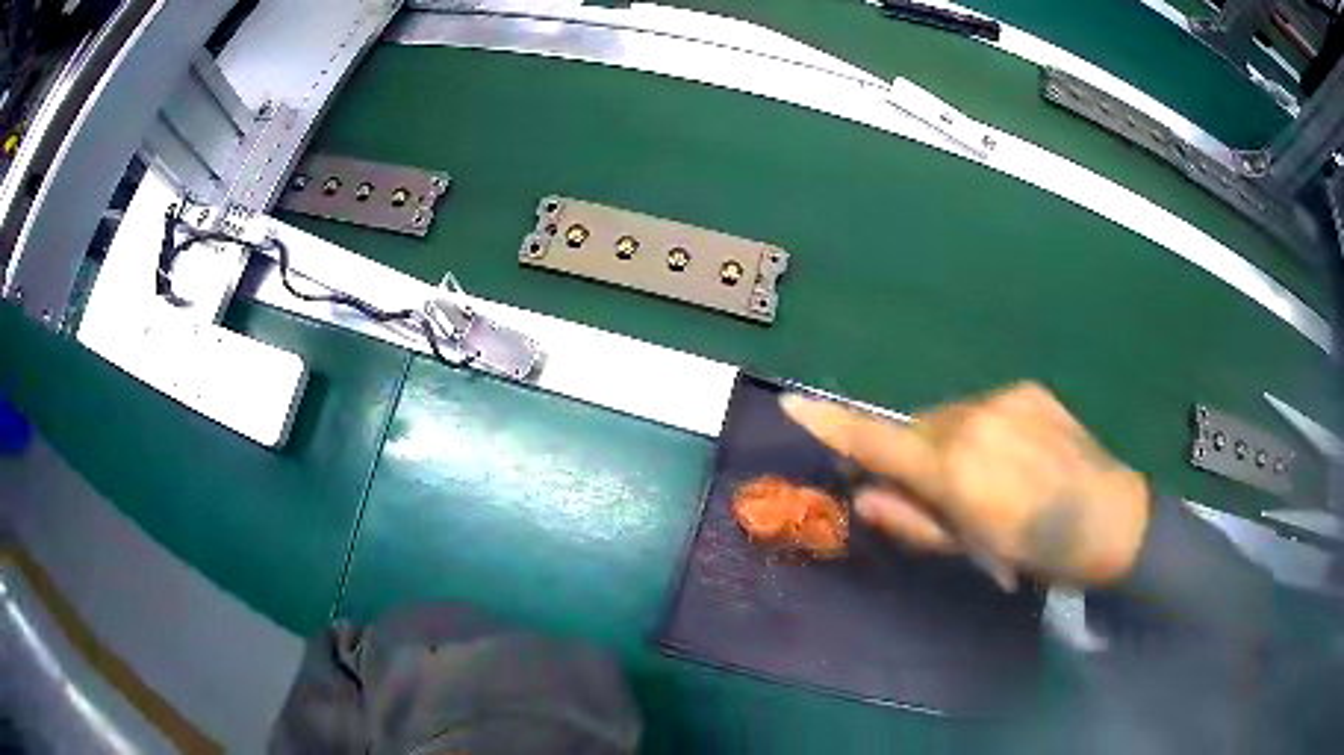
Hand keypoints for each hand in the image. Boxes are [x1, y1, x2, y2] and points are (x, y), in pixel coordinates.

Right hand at [781, 382, 1150, 585]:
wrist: (1111, 516)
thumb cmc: (1038, 550)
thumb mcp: (973, 550)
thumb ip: (913, 521)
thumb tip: (865, 497)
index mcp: (956, 469)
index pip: (880, 442)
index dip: (834, 425)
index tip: (794, 403)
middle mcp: (972, 420)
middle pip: (914, 428)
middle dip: (910, 454)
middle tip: (935, 492)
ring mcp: (1002, 398)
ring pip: (947, 416)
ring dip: (946, 442)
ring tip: (983, 476)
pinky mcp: (1026, 389)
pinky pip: (981, 407)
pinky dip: (978, 429)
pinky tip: (1009, 455)